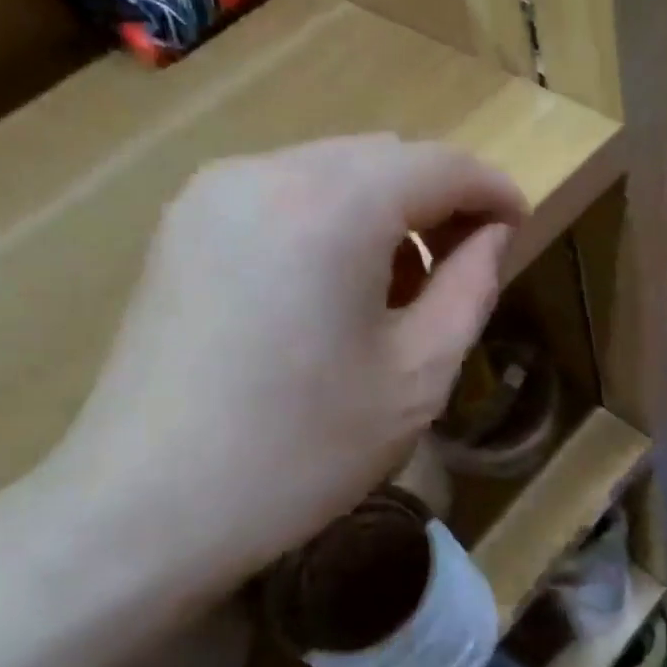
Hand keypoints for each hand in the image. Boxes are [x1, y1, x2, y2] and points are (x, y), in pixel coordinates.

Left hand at [45, 135, 525, 609]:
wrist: (147, 509)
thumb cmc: (303, 450)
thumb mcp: (418, 375)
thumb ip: (471, 286)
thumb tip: (491, 234)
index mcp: (335, 204)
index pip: (441, 164)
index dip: (493, 190)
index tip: (519, 229)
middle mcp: (269, 171)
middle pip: (385, 157)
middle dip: (438, 200)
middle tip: (462, 267)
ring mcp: (213, 193)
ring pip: (334, 170)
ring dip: (385, 210)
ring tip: (398, 288)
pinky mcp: (184, 225)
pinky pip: (285, 194)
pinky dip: (331, 220)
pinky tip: (333, 288)